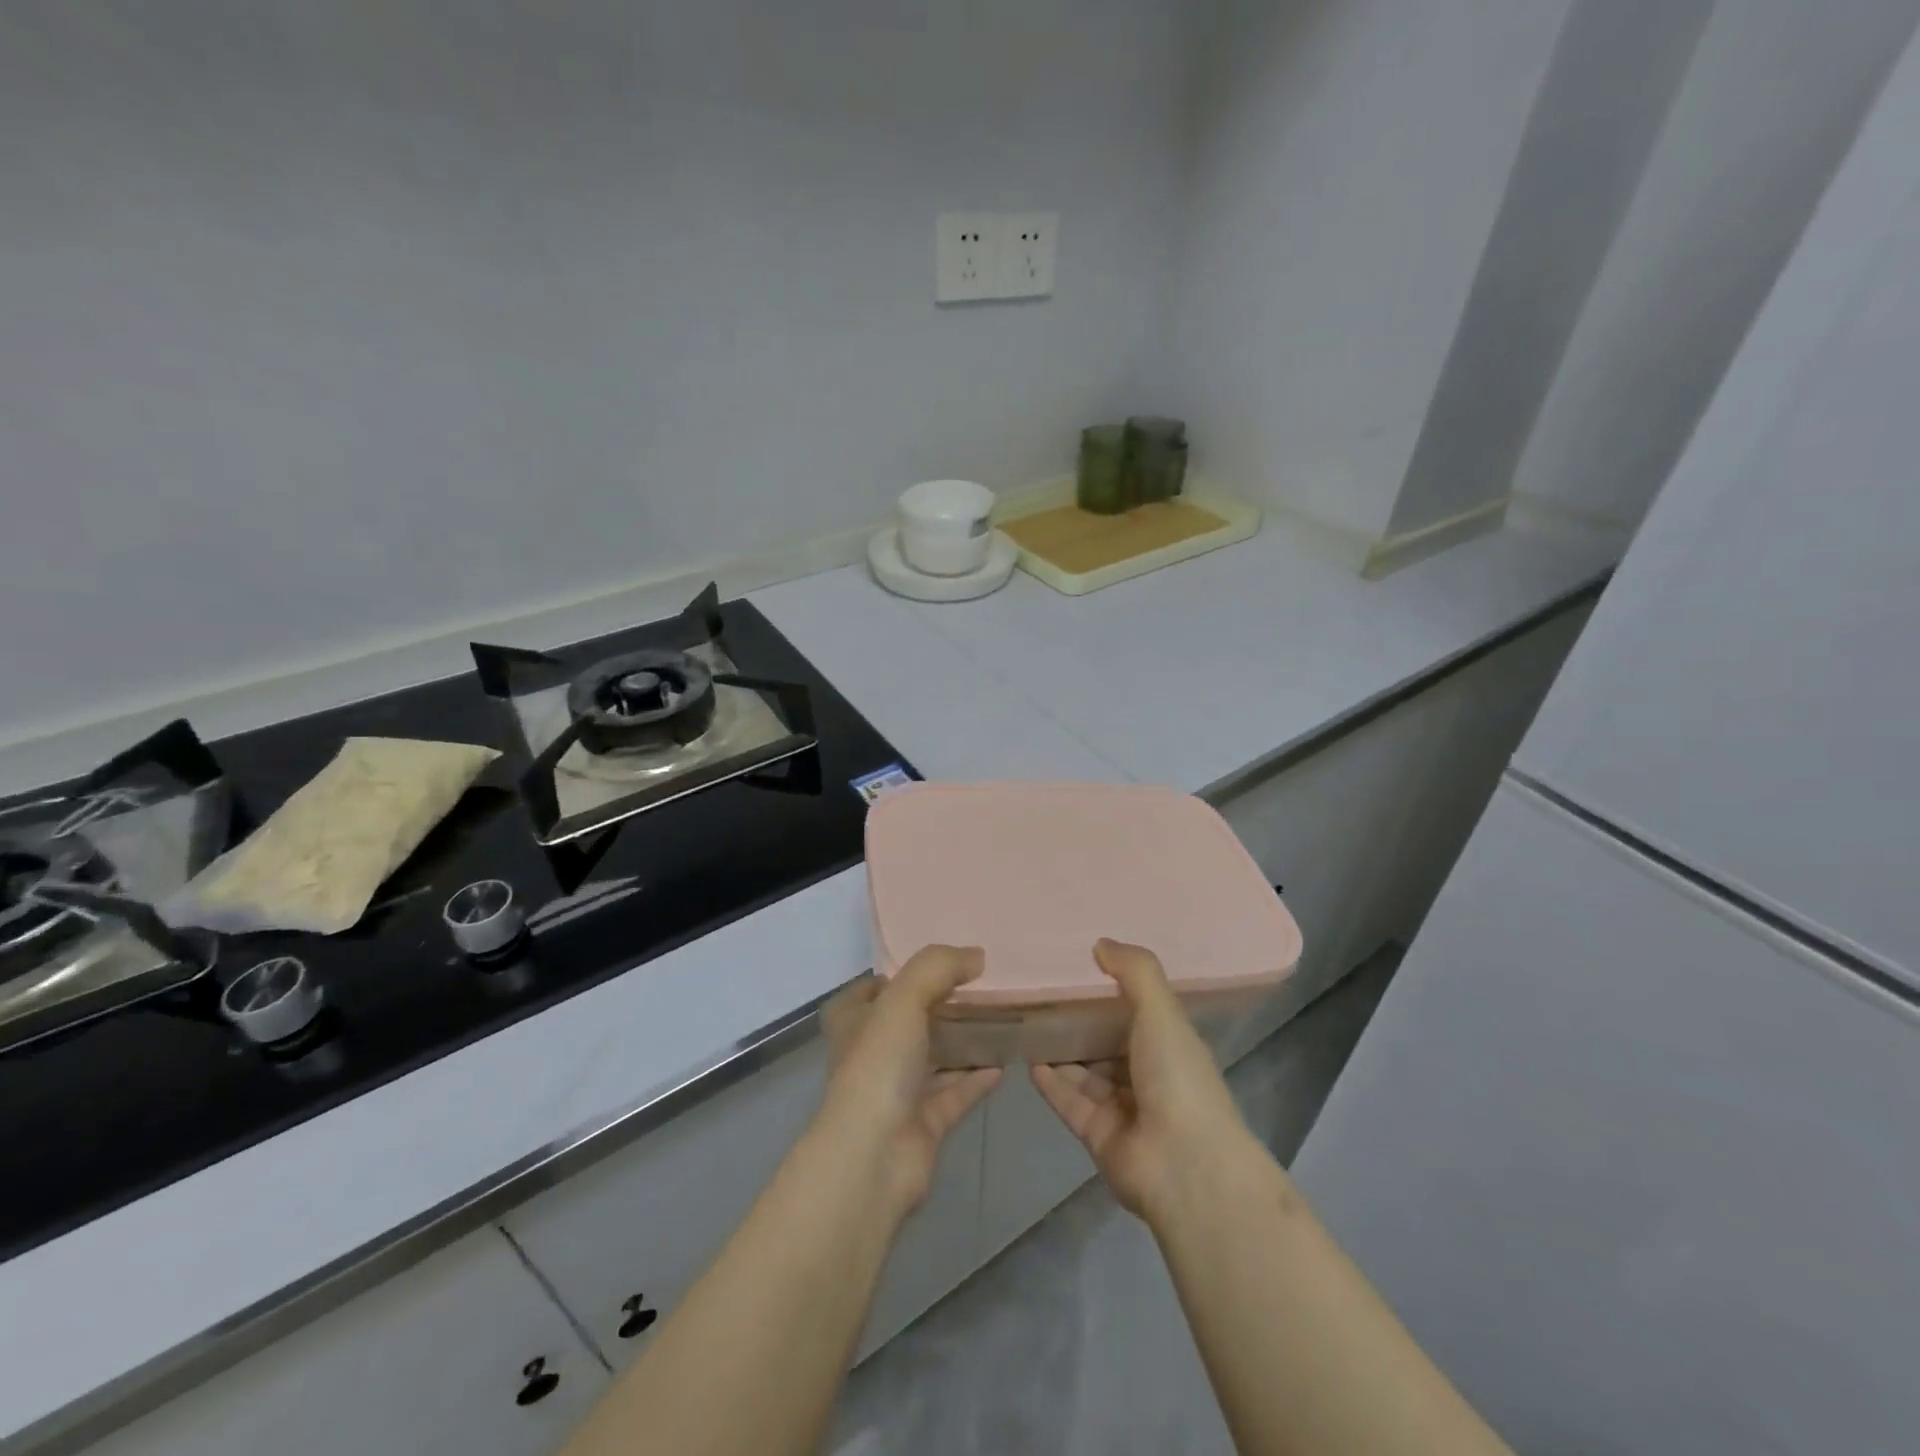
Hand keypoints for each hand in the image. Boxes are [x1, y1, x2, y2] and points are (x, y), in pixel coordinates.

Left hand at [817, 945, 1001, 1219]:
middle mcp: (871, 1055)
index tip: (931, 966)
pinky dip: (976, 1078)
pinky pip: (955, 1093)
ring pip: (934, 1058)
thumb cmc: (878, 1066)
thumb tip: (977, 955)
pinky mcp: (924, 1123)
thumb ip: (938, 968)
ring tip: (998, 1020)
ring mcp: (897, 1091)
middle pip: (906, 1023)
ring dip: (961, 1042)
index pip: (867, 992)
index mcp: (854, 1023)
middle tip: (977, 987)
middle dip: (937, 1007)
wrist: (875, 1157)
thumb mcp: (903, 999)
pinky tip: (1004, 1062)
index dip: (893, 977)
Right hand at [1032, 939, 1257, 1223]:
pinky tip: (1027, 1058)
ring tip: (1027, 1021)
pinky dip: (1051, 1082)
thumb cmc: (1178, 1077)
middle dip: (1079, 1022)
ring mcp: (1123, 1109)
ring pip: (1084, 1072)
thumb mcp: (1161, 1011)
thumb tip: (1100, 942)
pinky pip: (1069, 1101)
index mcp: (1170, 1045)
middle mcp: (1148, 1075)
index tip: (1078, 967)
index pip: (1138, 1013)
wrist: (1184, 1166)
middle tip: (1041, 993)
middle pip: (1107, 1043)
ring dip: (1060, 1051)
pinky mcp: (1098, 1135)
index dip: (1111, 992)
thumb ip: (1134, 971)